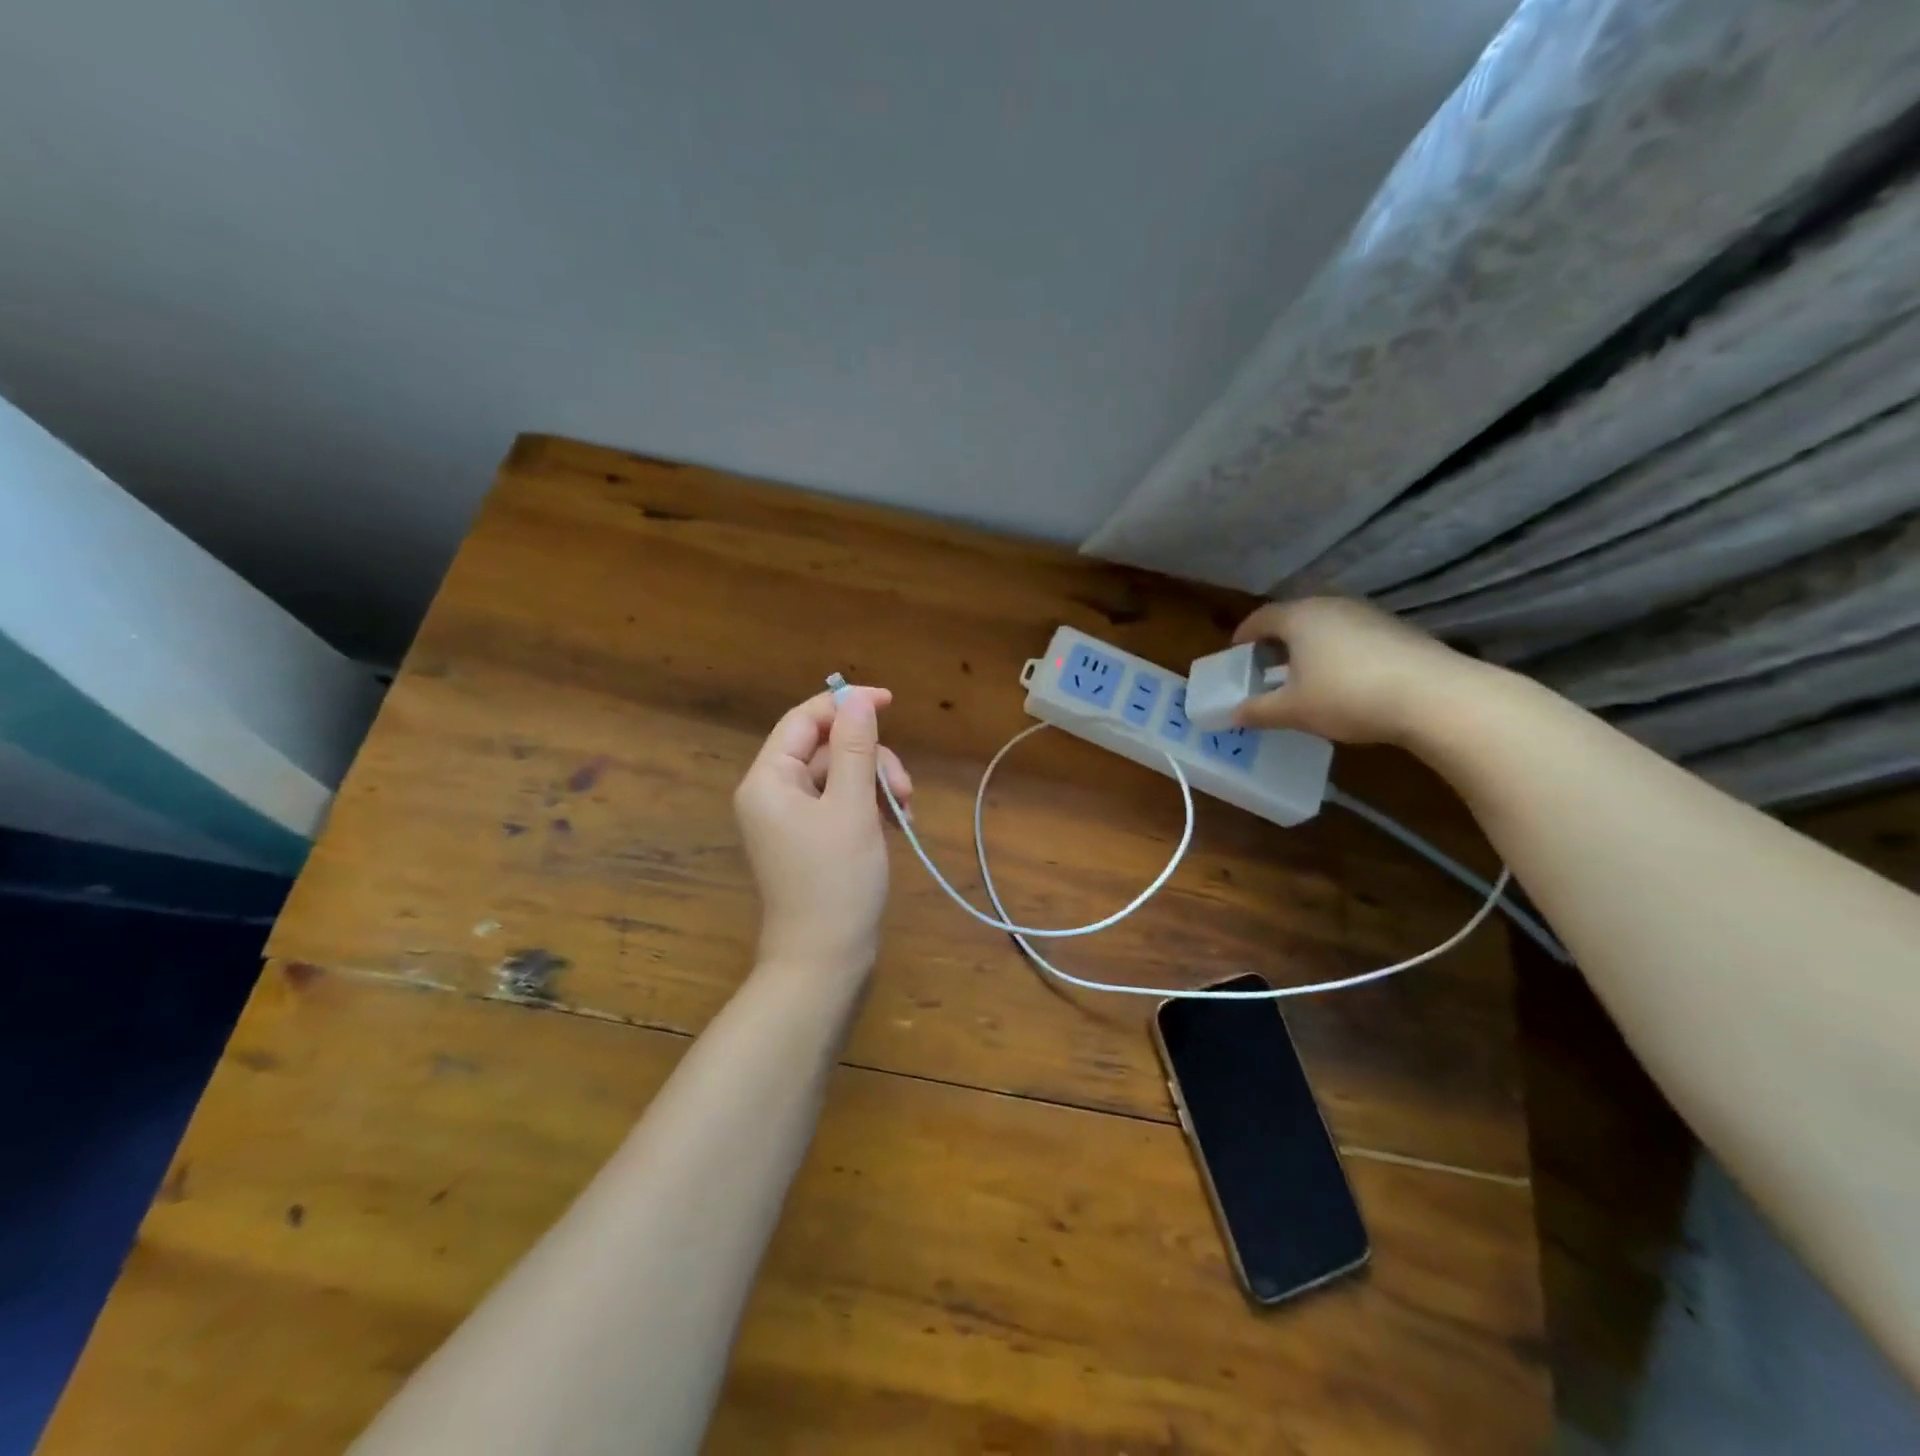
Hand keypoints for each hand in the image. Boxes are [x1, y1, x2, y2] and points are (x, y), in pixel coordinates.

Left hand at [733, 687, 913, 975]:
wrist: (824, 960)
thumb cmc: (836, 881)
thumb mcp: (852, 808)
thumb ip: (855, 748)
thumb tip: (858, 701)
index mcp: (769, 780)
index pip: (804, 721)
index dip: (846, 705)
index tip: (890, 702)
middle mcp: (773, 793)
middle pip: (827, 749)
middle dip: (870, 759)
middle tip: (904, 789)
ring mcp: (792, 818)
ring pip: (841, 776)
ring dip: (876, 785)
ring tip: (906, 812)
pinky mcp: (811, 839)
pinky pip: (842, 804)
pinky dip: (870, 806)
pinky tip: (898, 824)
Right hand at [1230, 597, 1478, 745]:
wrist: (1433, 696)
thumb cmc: (1346, 696)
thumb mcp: (1292, 710)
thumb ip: (1258, 711)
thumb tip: (1232, 714)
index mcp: (1299, 617)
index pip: (1261, 618)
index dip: (1244, 635)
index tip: (1235, 653)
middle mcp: (1332, 606)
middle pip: (1294, 618)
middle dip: (1276, 641)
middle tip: (1265, 667)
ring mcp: (1368, 615)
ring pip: (1326, 626)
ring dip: (1309, 647)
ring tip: (1303, 677)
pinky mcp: (1397, 630)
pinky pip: (1353, 636)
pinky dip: (1338, 653)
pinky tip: (1342, 681)